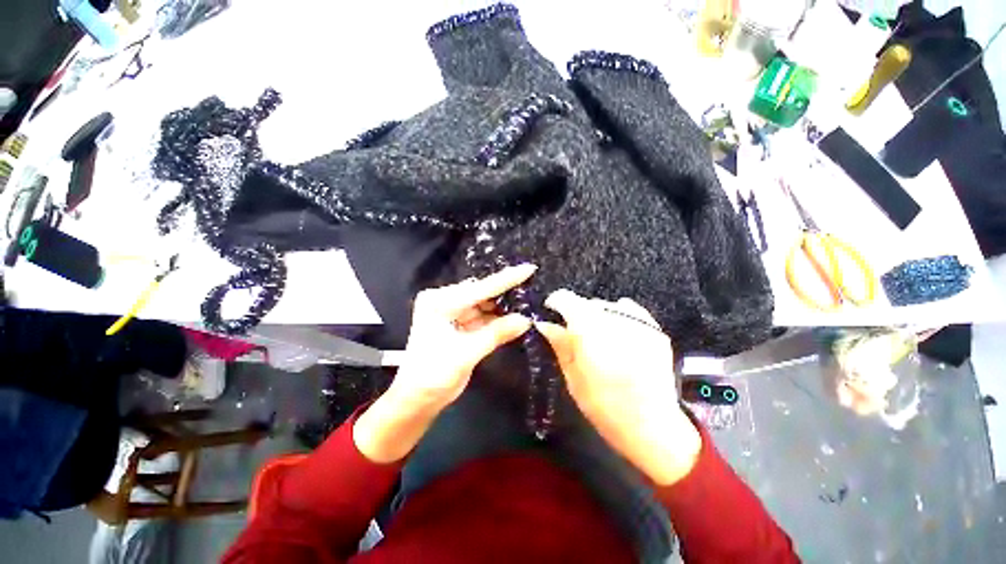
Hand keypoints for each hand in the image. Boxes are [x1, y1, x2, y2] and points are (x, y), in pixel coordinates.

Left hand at [355, 264, 534, 462]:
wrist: (417, 400)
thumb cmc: (433, 377)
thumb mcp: (465, 354)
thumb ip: (496, 334)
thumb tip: (526, 320)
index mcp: (439, 302)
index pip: (478, 289)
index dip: (505, 280)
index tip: (529, 269)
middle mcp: (445, 301)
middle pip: (482, 293)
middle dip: (506, 291)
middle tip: (533, 284)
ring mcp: (453, 312)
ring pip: (485, 304)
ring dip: (505, 305)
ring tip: (529, 298)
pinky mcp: (460, 324)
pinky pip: (484, 317)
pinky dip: (499, 318)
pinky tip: (517, 314)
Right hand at [536, 290, 701, 485]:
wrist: (652, 425)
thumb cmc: (603, 404)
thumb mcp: (572, 375)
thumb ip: (560, 344)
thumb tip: (544, 323)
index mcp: (588, 326)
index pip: (566, 298)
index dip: (555, 303)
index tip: (551, 314)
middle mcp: (613, 316)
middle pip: (587, 303)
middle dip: (577, 314)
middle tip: (575, 337)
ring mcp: (637, 321)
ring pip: (607, 306)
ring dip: (598, 317)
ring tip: (599, 339)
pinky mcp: (655, 329)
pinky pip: (629, 311)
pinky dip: (619, 317)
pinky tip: (619, 335)